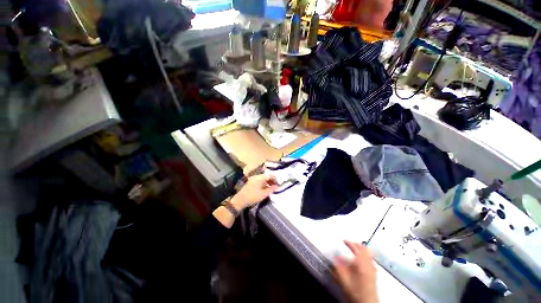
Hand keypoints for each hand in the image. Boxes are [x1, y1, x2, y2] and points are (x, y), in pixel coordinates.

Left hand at [231, 174, 278, 210]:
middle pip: (267, 176)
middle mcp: (257, 176)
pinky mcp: (251, 182)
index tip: (279, 184)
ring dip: (268, 182)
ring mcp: (253, 179)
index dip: (275, 179)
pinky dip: (263, 184)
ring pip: (263, 179)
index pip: (270, 175)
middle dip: (272, 181)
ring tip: (271, 188)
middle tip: (276, 186)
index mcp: (260, 177)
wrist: (240, 200)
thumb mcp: (264, 194)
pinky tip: (265, 189)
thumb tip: (277, 185)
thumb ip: (271, 189)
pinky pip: (259, 181)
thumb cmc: (253, 196)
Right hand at [333, 241, 377, 302]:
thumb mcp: (344, 279)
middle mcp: (369, 264)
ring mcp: (373, 270)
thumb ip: (338, 267)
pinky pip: (370, 261)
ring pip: (368, 256)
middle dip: (357, 246)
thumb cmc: (355, 290)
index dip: (350, 243)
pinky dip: (365, 257)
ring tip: (355, 250)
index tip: (344, 240)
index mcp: (362, 263)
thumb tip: (334, 257)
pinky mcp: (374, 275)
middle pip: (364, 251)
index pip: (357, 248)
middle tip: (349, 243)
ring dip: (361, 251)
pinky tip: (361, 261)